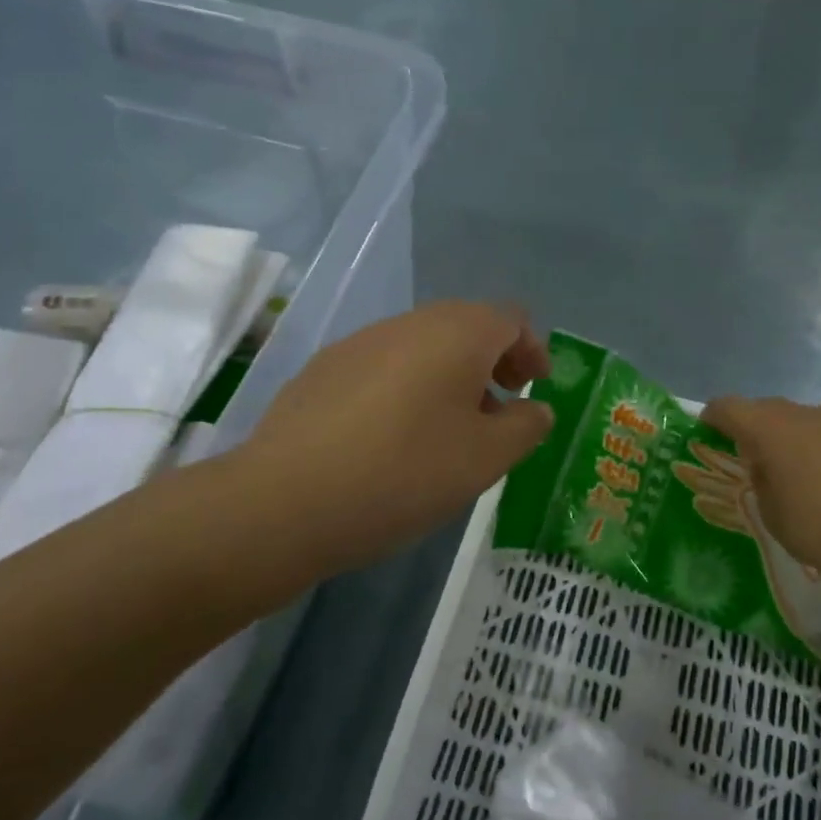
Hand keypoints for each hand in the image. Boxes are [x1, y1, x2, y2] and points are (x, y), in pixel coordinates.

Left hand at [191, 302, 552, 601]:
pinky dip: (408, 386)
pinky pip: (385, 365)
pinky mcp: (324, 368)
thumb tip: (535, 409)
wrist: (285, 500)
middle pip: (466, 326)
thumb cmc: (404, 473)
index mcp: (457, 333)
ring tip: (449, 428)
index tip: (534, 388)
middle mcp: (410, 323)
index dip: (532, 350)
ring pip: (423, 345)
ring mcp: (361, 342)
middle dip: (493, 362)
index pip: (511, 319)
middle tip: (500, 408)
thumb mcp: (486, 459)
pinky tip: (395, 436)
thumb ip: (526, 427)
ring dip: (450, 375)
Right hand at [700, 395, 820, 596]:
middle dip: (757, 427)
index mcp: (767, 428)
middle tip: (757, 457)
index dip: (715, 416)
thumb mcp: (769, 510)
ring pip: (805, 415)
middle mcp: (800, 412)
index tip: (710, 428)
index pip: (728, 407)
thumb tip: (768, 464)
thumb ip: (762, 477)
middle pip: (767, 409)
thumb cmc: (814, 527)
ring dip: (796, 431)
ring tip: (803, 462)